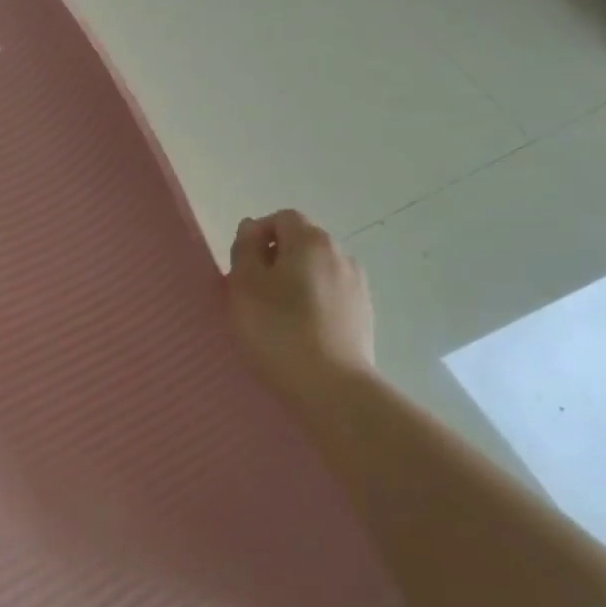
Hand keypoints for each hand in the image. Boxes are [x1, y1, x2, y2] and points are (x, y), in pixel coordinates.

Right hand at [227, 211, 375, 407]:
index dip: (257, 236)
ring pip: (316, 271)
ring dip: (294, 284)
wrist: (331, 388)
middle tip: (252, 294)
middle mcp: (341, 254)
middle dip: (275, 260)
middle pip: (301, 243)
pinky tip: (299, 334)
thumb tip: (252, 228)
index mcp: (311, 241)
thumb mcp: (244, 285)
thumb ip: (245, 249)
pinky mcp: (364, 315)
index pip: (282, 218)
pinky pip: (330, 297)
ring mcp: (358, 286)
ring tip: (275, 318)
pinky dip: (312, 305)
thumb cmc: (277, 330)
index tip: (241, 268)